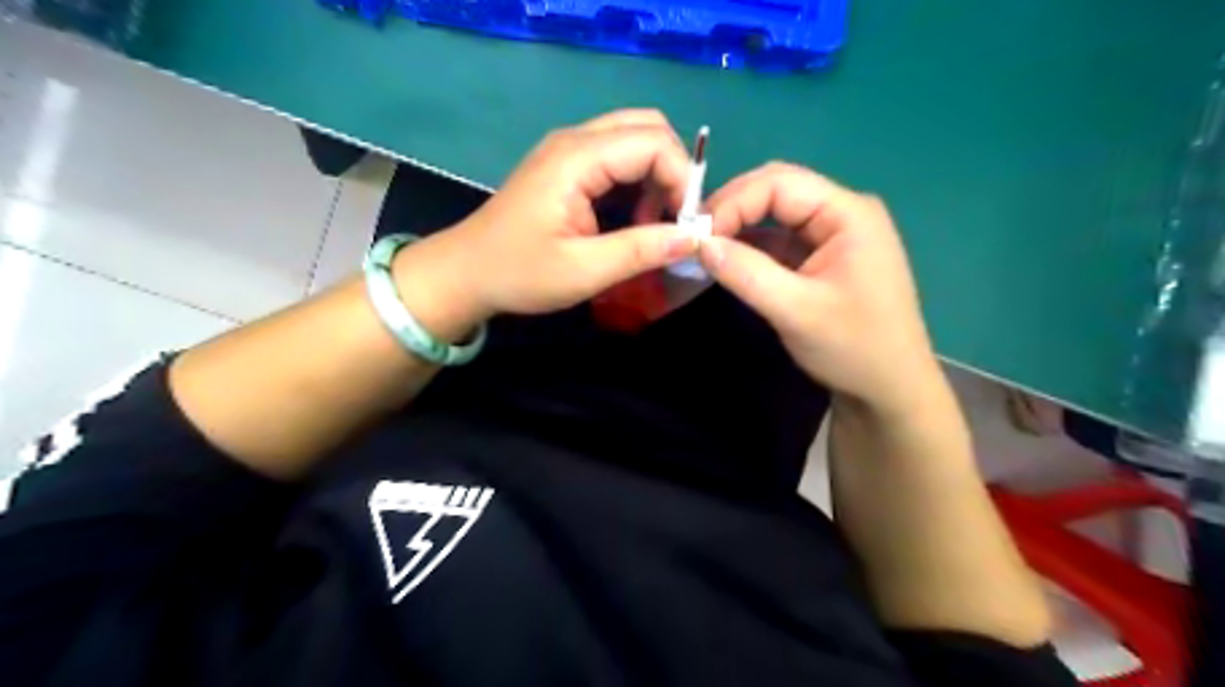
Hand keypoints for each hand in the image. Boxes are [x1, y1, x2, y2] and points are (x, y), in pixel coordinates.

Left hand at [386, 110, 702, 341]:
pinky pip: (617, 158)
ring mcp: (568, 149)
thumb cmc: (519, 274)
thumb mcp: (584, 271)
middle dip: (673, 172)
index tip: (686, 227)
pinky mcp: (566, 165)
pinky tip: (632, 221)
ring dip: (657, 178)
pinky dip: (638, 183)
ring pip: (635, 140)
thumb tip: (694, 238)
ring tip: (653, 227)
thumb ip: (641, 250)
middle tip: (674, 221)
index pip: (653, 143)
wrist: (464, 273)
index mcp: (577, 159)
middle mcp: (575, 140)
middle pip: (648, 128)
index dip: (681, 180)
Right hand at [694, 162, 940, 414]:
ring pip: (774, 214)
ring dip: (738, 227)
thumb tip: (698, 243)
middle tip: (695, 237)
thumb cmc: (853, 348)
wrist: (888, 389)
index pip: (780, 183)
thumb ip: (746, 273)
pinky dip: (749, 247)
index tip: (698, 235)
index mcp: (848, 213)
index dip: (734, 202)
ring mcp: (831, 235)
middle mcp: (841, 213)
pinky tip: (726, 260)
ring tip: (704, 248)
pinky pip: (778, 239)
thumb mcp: (796, 311)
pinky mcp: (820, 257)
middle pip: (777, 191)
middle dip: (733, 208)